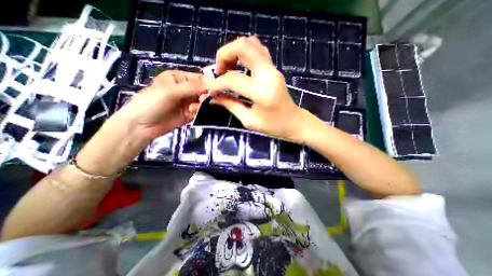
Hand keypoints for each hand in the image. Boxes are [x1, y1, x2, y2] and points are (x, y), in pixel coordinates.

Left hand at [117, 70, 205, 139]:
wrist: (141, 126)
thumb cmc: (152, 102)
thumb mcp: (171, 91)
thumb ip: (192, 86)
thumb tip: (212, 82)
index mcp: (179, 78)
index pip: (199, 78)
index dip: (208, 83)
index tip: (213, 90)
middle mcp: (185, 89)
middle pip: (203, 91)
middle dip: (204, 96)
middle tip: (200, 101)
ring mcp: (188, 102)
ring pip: (203, 101)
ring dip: (201, 105)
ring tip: (192, 109)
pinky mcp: (189, 113)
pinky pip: (199, 111)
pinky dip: (198, 112)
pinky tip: (191, 114)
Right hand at [205, 35, 310, 141]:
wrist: (294, 122)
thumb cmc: (274, 126)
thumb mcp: (250, 121)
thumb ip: (230, 105)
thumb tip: (213, 97)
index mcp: (262, 92)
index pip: (233, 79)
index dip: (216, 83)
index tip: (208, 89)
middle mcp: (268, 74)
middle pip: (243, 46)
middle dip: (224, 55)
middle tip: (218, 72)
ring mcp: (273, 69)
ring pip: (251, 43)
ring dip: (234, 52)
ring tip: (227, 69)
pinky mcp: (274, 69)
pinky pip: (258, 50)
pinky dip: (244, 53)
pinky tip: (239, 67)